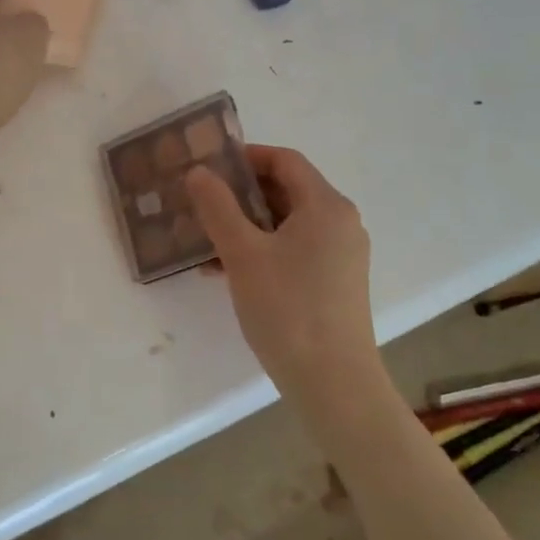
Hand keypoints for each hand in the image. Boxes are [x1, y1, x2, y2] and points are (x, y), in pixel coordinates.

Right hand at [186, 146, 378, 397]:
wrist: (332, 382)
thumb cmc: (287, 308)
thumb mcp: (243, 254)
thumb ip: (218, 208)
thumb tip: (199, 172)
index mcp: (326, 206)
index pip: (285, 161)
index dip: (247, 157)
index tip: (209, 166)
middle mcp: (340, 223)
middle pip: (287, 191)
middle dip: (241, 194)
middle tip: (201, 202)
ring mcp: (341, 255)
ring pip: (287, 224)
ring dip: (247, 226)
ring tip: (205, 240)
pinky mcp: (335, 282)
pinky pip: (294, 250)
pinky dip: (263, 251)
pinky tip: (226, 271)